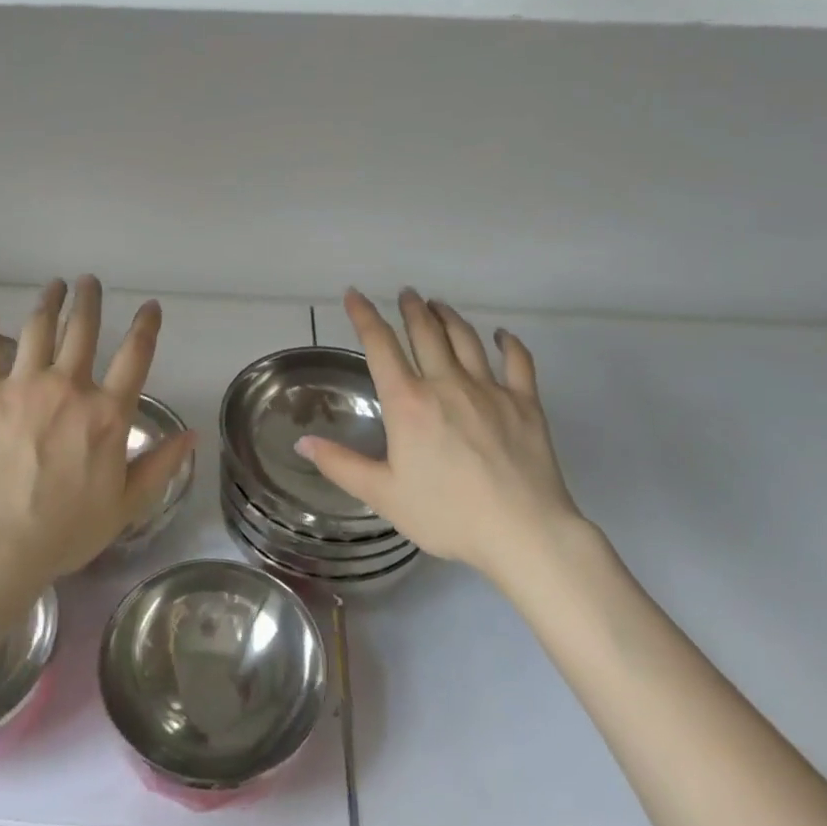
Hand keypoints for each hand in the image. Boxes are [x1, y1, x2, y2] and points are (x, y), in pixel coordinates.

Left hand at [0, 276, 196, 584]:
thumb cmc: (66, 531)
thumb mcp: (127, 505)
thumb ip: (160, 465)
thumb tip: (192, 434)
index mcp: (107, 413)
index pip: (135, 356)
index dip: (146, 326)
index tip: (149, 306)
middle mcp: (69, 388)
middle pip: (83, 330)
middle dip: (88, 300)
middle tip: (88, 281)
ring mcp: (22, 386)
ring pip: (38, 329)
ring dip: (48, 302)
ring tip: (54, 285)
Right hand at [295, 289, 584, 580]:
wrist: (523, 531)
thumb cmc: (447, 514)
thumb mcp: (383, 495)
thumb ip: (340, 465)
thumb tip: (302, 442)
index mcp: (408, 402)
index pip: (380, 346)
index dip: (364, 316)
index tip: (354, 295)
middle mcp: (446, 384)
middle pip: (425, 332)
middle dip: (412, 308)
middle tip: (406, 293)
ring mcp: (489, 389)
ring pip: (466, 339)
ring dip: (449, 317)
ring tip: (439, 305)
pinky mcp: (525, 403)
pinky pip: (517, 362)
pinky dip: (508, 343)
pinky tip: (502, 335)